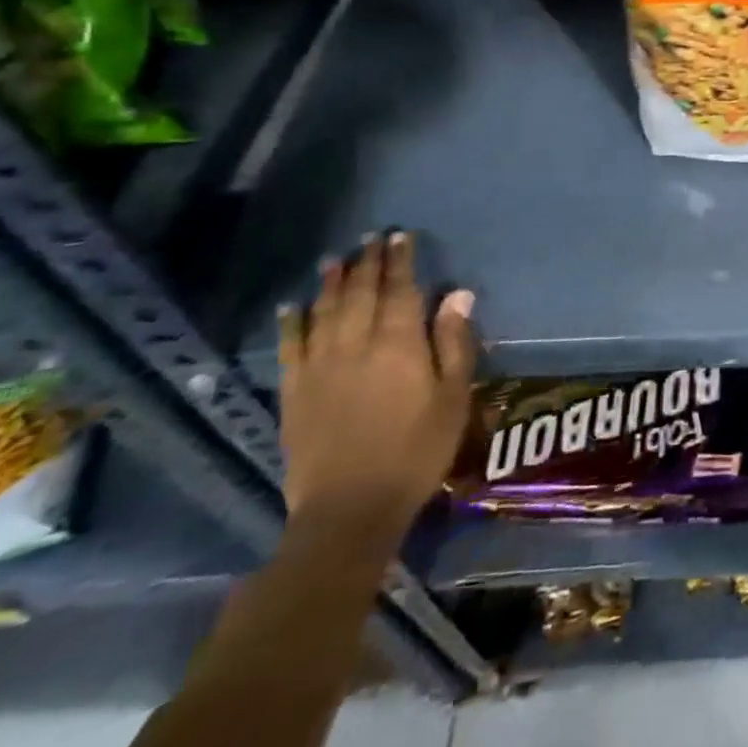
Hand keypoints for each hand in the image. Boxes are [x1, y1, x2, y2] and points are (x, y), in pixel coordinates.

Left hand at [277, 232, 474, 557]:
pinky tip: (293, 305)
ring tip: (336, 259)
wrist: (348, 511)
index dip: (400, 260)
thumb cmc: (415, 451)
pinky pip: (290, 346)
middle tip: (370, 237)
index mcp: (399, 344)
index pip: (399, 288)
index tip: (400, 236)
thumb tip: (457, 294)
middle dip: (367, 261)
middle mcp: (356, 344)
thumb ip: (454, 343)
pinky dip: (292, 321)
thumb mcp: (453, 398)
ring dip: (331, 282)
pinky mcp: (294, 393)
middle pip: (361, 292)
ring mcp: (320, 367)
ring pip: (325, 311)